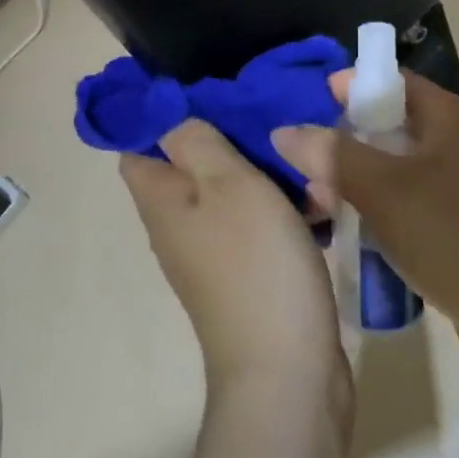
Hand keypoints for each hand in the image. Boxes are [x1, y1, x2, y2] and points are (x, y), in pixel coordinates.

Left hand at [122, 121, 349, 401]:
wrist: (287, 371)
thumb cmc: (255, 265)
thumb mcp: (226, 183)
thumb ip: (195, 141)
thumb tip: (168, 115)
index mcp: (161, 198)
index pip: (139, 140)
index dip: (162, 110)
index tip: (205, 86)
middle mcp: (178, 222)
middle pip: (192, 160)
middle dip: (230, 134)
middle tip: (269, 114)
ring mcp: (213, 250)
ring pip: (232, 189)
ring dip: (267, 171)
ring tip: (306, 158)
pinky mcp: (248, 272)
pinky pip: (259, 221)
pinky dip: (284, 206)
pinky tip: (319, 200)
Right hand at [272, 71, 458, 363]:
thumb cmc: (454, 235)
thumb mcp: (385, 189)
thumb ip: (332, 155)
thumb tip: (283, 130)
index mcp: (445, 117)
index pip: (390, 80)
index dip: (348, 85)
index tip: (306, 105)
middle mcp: (452, 143)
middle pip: (385, 125)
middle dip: (341, 142)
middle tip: (301, 165)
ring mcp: (455, 186)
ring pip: (390, 169)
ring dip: (352, 182)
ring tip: (315, 205)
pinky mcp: (453, 225)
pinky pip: (401, 204)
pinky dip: (373, 211)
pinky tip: (345, 233)